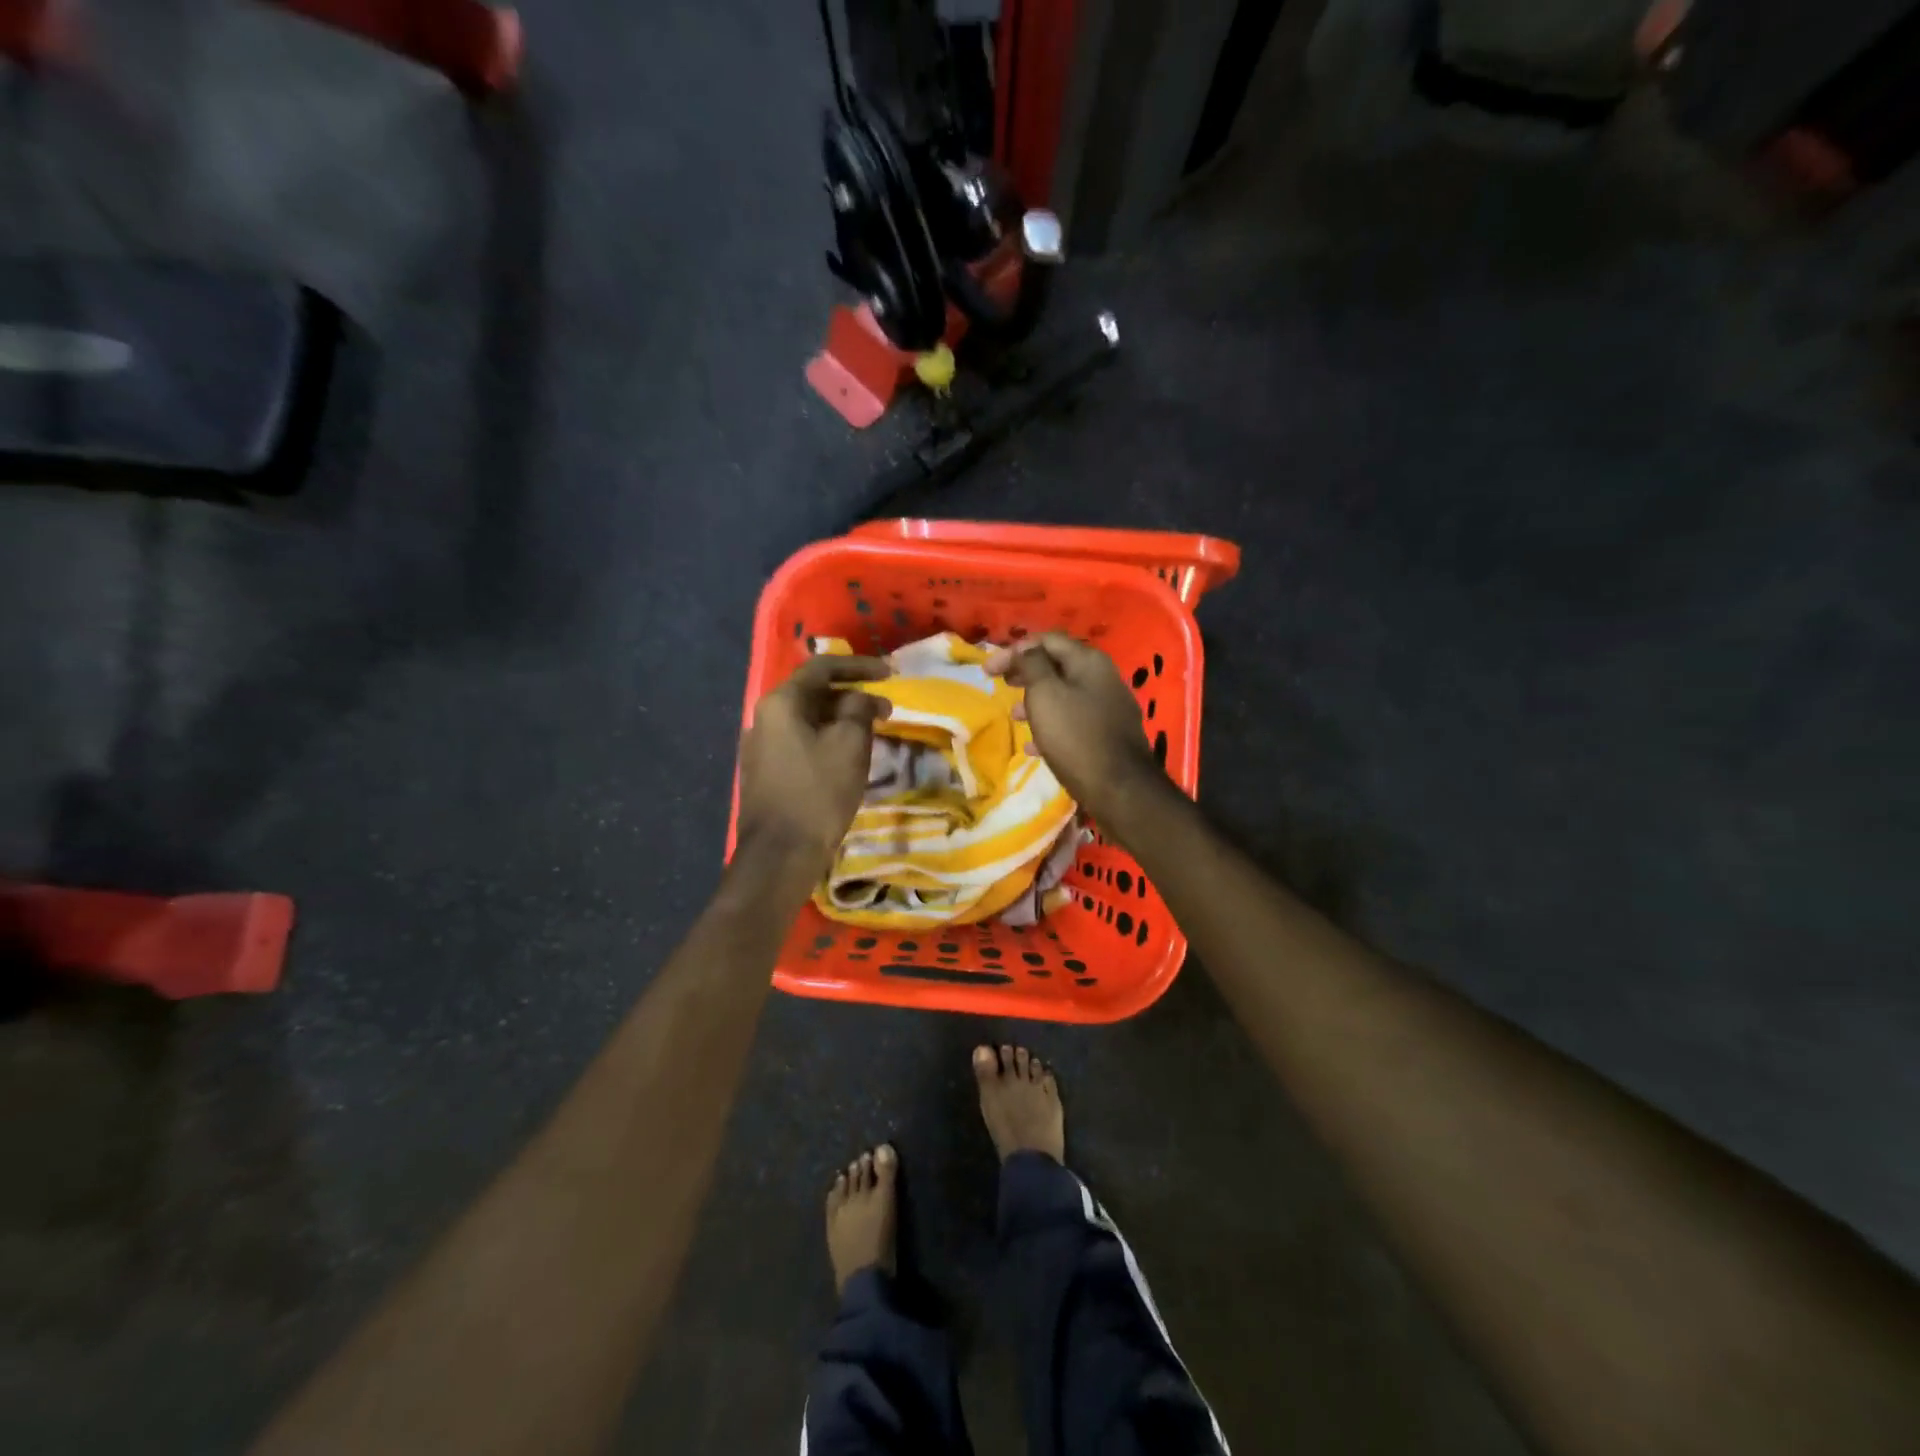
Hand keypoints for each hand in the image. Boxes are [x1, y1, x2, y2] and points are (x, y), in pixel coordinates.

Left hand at [737, 654, 890, 874]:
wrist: (780, 854)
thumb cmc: (818, 792)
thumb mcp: (850, 745)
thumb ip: (859, 709)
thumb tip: (862, 698)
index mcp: (781, 703)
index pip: (822, 667)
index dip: (859, 666)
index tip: (890, 673)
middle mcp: (764, 717)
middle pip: (813, 693)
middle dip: (852, 696)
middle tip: (886, 709)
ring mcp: (761, 746)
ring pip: (808, 719)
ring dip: (841, 719)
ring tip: (872, 732)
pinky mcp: (765, 772)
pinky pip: (800, 742)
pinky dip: (827, 739)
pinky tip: (847, 756)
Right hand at [985, 634, 1166, 835]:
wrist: (1120, 789)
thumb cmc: (1075, 737)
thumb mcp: (1045, 695)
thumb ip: (1033, 665)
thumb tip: (1027, 649)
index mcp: (1089, 661)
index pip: (1047, 640)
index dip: (1014, 650)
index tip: (988, 670)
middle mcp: (1103, 677)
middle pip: (1058, 665)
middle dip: (1026, 672)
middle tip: (1000, 684)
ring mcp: (1110, 706)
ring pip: (1065, 693)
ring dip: (1036, 699)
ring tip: (1014, 715)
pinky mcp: (1110, 734)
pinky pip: (1074, 720)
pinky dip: (1052, 724)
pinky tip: (1034, 745)